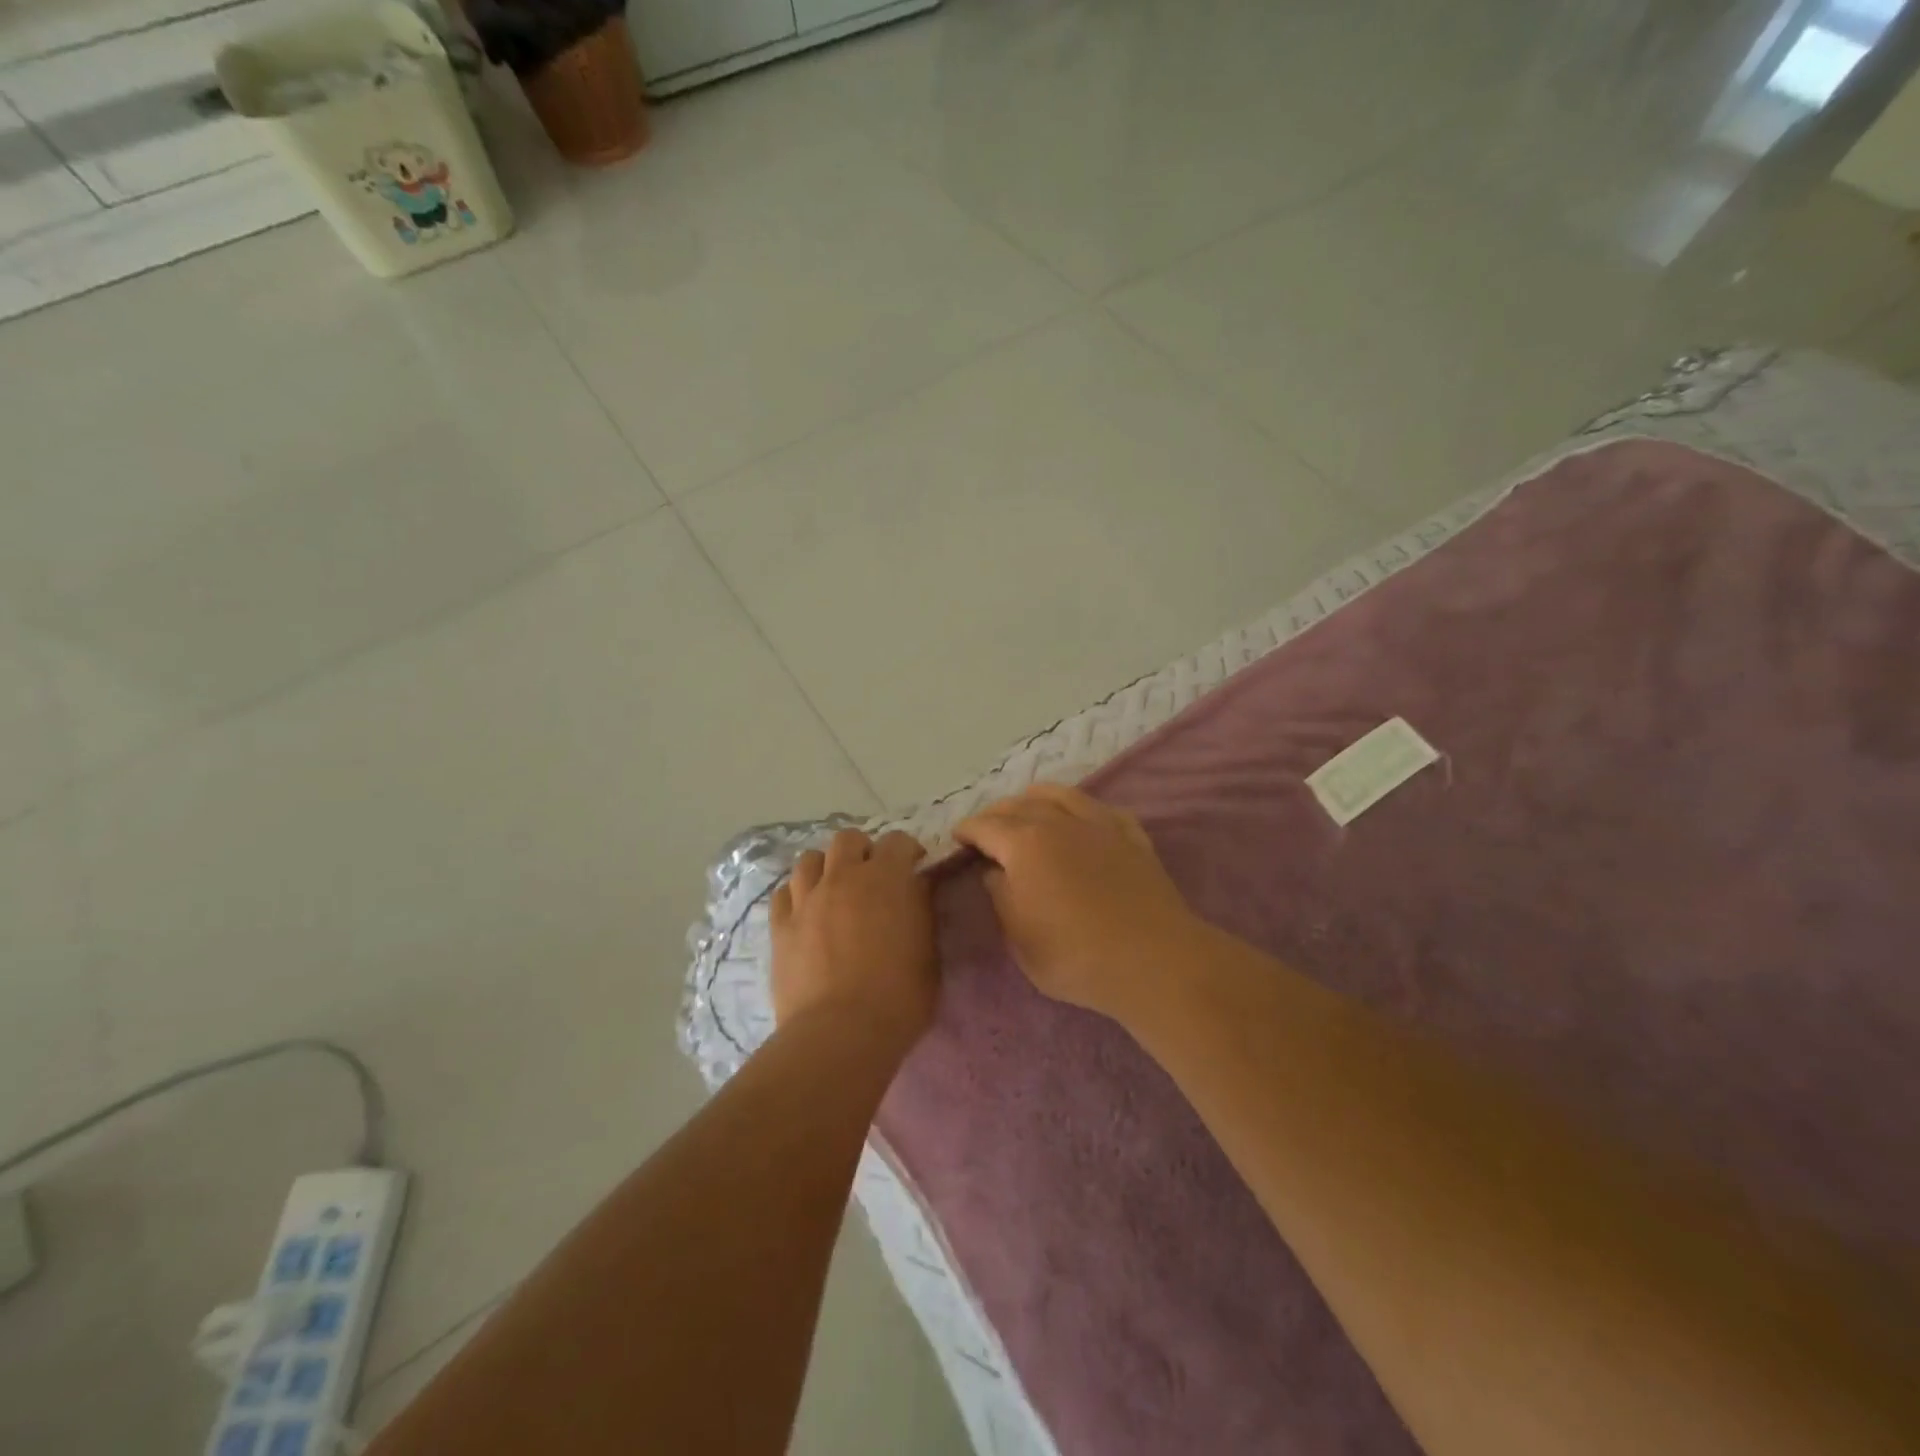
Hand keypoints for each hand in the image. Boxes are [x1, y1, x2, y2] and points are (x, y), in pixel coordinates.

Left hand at [770, 828, 936, 1049]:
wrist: (840, 1032)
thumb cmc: (898, 996)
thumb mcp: (928, 952)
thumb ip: (920, 912)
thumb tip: (914, 891)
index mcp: (886, 879)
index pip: (897, 841)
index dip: (907, 850)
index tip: (914, 865)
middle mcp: (843, 877)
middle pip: (847, 840)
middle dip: (862, 850)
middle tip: (871, 875)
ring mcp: (806, 900)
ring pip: (809, 860)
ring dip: (825, 867)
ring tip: (834, 889)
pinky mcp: (780, 927)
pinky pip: (783, 894)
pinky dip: (796, 895)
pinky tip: (805, 912)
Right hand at [953, 785, 1199, 1020]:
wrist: (1154, 960)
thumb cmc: (1075, 956)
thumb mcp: (1019, 938)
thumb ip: (1001, 896)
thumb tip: (996, 871)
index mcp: (1024, 844)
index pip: (985, 826)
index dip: (966, 830)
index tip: (956, 837)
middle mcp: (1058, 822)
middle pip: (1019, 804)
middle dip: (996, 813)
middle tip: (986, 828)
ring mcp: (1099, 824)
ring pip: (1060, 794)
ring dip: (1035, 798)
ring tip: (1027, 807)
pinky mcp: (1131, 835)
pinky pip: (1099, 808)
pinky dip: (1080, 807)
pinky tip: (1080, 818)